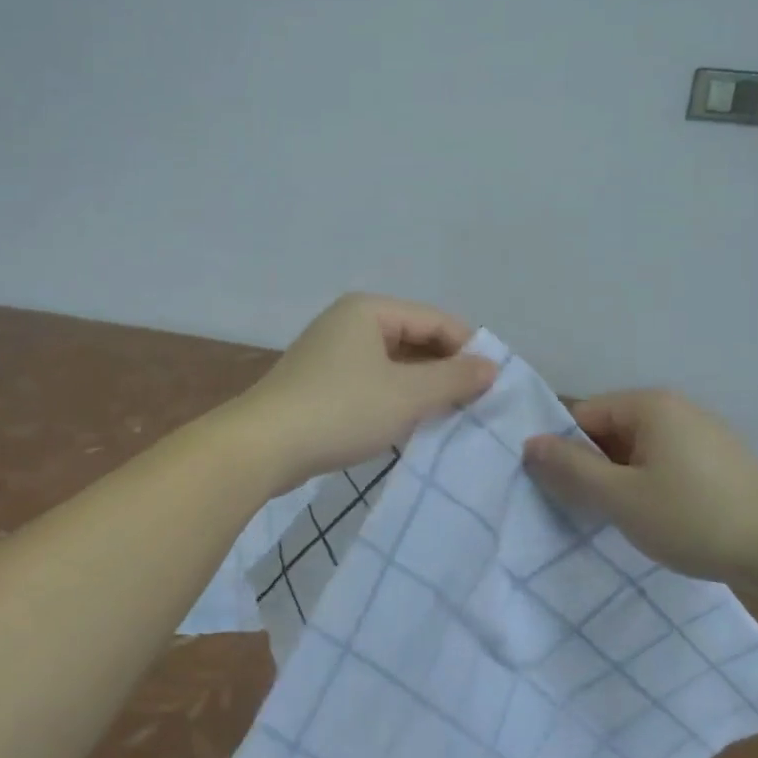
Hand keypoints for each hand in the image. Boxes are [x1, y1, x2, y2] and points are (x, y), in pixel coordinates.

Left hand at [238, 294, 496, 490]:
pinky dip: (394, 397)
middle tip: (474, 404)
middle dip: (444, 370)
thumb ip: (454, 378)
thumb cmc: (342, 411)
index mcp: (369, 310)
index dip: (469, 349)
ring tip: (448, 416)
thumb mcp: (408, 395)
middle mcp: (349, 322)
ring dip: (421, 387)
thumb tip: (491, 366)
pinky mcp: (319, 382)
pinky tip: (408, 423)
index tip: (494, 385)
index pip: (436, 320)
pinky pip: (371, 381)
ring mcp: (330, 352)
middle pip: (414, 338)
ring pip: (393, 363)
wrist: (262, 446)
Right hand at [522, 389, 757, 587]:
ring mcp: (699, 434)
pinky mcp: (716, 461)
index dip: (561, 450)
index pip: (580, 414)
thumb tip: (528, 443)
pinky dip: (646, 486)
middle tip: (577, 509)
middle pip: (607, 431)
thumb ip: (570, 468)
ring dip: (616, 481)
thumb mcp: (621, 498)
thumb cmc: (695, 519)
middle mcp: (673, 408)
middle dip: (589, 467)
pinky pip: (661, 464)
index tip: (551, 489)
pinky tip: (651, 519)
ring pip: (634, 451)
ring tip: (612, 518)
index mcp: (648, 405)